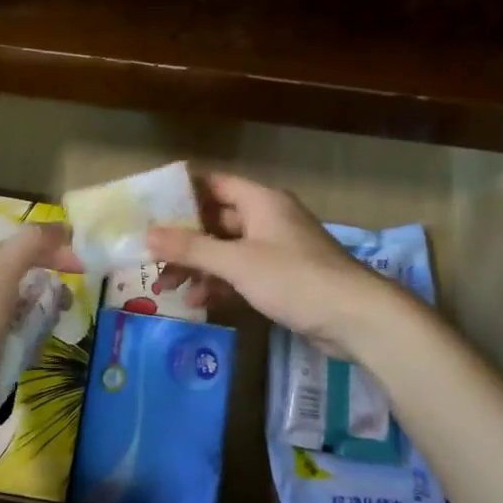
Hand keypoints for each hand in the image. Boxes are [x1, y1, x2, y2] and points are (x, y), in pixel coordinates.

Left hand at [0, 222, 81, 449]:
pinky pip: (16, 344)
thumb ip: (29, 245)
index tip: (82, 269)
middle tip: (62, 309)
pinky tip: (28, 360)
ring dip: (39, 324)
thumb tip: (62, 228)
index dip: (53, 252)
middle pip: (25, 282)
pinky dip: (27, 349)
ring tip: (41, 340)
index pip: (22, 247)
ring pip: (24, 315)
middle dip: (48, 293)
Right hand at [147, 173, 408, 359]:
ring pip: (226, 251)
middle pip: (216, 221)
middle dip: (183, 240)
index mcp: (260, 202)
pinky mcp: (282, 278)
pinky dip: (220, 284)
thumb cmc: (294, 278)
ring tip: (166, 287)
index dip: (181, 193)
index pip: (213, 184)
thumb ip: (191, 249)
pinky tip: (198, 301)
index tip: (148, 208)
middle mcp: (267, 219)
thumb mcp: (237, 262)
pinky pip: (241, 274)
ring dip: (198, 267)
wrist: (355, 318)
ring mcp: (276, 250)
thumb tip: (147, 235)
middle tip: (150, 257)